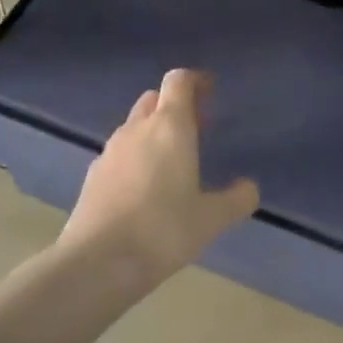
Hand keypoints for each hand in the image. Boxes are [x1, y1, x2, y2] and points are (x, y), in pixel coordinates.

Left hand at [62, 69, 259, 282]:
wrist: (99, 261)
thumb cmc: (164, 230)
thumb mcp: (212, 218)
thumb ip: (237, 199)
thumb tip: (249, 188)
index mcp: (169, 128)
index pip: (179, 82)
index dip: (196, 81)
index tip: (211, 91)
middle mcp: (136, 130)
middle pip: (154, 100)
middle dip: (176, 106)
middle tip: (198, 128)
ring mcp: (110, 152)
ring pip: (134, 126)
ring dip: (154, 132)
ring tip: (175, 160)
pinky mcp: (93, 176)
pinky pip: (120, 154)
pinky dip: (137, 157)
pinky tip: (146, 188)